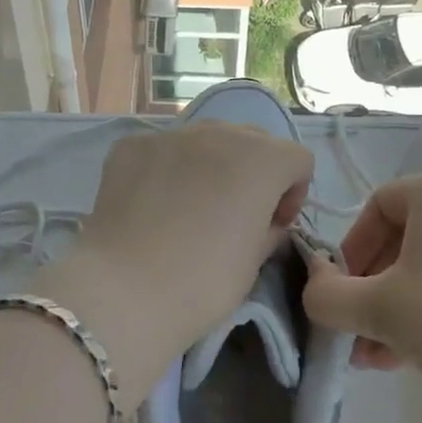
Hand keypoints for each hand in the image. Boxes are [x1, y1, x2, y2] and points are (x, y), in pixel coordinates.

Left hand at [32, 123, 312, 405]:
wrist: (124, 289)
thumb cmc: (203, 281)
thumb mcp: (254, 262)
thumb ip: (269, 229)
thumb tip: (267, 221)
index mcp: (261, 159)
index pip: (296, 160)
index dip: (293, 192)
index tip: (273, 224)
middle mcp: (219, 132)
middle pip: (252, 140)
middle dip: (253, 171)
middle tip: (235, 213)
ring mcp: (171, 134)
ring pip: (205, 139)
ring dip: (210, 164)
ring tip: (189, 206)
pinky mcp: (131, 145)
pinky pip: (162, 149)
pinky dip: (166, 169)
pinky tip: (152, 205)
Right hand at [301, 173, 421, 422]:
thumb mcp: (376, 309)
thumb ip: (328, 296)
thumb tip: (314, 287)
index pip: (375, 207)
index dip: (350, 250)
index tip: (343, 294)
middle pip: (403, 240)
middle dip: (372, 290)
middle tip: (359, 335)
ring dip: (399, 308)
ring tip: (382, 358)